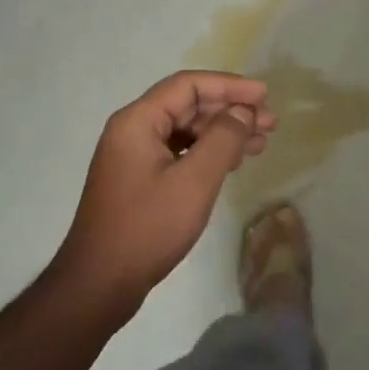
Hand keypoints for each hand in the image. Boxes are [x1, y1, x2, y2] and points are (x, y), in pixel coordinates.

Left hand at [56, 71, 276, 309]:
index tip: (264, 96)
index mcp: (138, 121)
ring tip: (261, 143)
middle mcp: (133, 130)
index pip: (188, 85)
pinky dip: (208, 152)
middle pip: (188, 106)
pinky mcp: (139, 179)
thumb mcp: (194, 181)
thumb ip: (223, 139)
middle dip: (230, 110)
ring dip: (224, 132)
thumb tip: (242, 111)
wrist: (99, 283)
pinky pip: (179, 152)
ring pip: (186, 130)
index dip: (229, 86)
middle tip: (270, 124)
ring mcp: (134, 156)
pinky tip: (232, 163)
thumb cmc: (148, 227)